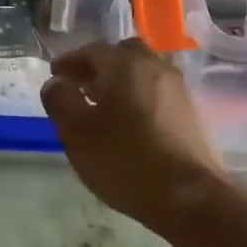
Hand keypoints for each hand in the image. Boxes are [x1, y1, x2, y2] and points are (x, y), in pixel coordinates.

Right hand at [41, 38, 229, 231]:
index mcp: (125, 65)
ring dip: (121, 81)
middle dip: (100, 66)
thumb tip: (56, 83)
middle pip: (124, 54)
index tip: (55, 74)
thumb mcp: (77, 133)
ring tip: (103, 106)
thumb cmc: (124, 160)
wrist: (188, 196)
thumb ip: (61, 101)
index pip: (92, 50)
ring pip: (144, 72)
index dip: (70, 61)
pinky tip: (129, 122)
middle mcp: (155, 68)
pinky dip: (139, 97)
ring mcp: (178, 90)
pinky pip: (158, 93)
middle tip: (81, 85)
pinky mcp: (191, 113)